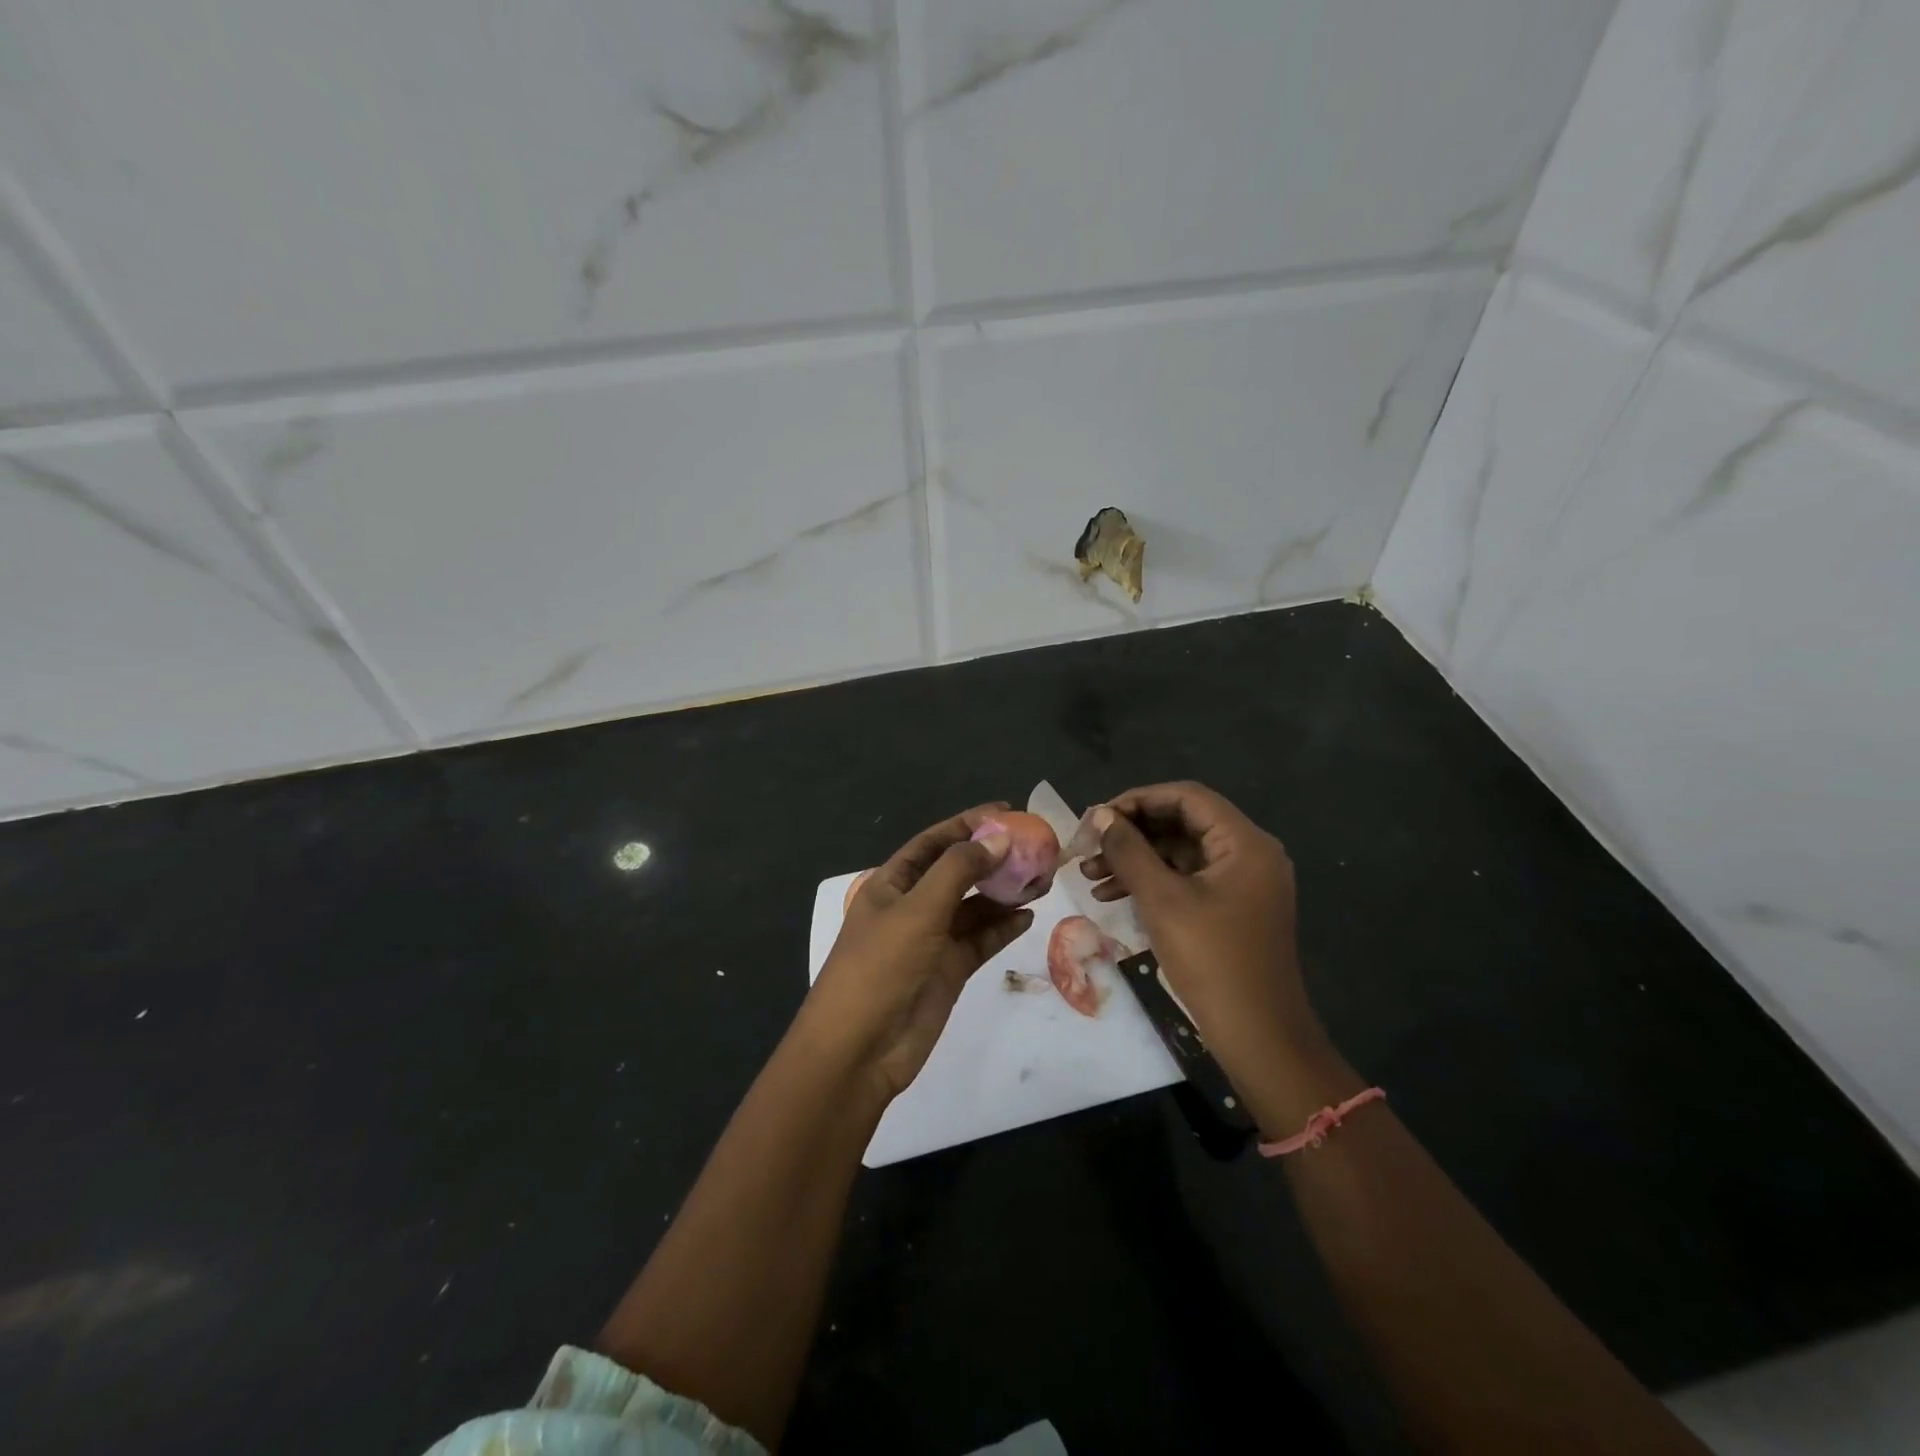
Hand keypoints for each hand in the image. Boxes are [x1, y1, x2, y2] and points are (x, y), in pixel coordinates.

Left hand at [800, 804, 1034, 1100]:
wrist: (858, 1050)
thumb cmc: (880, 967)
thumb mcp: (918, 910)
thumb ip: (959, 870)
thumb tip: (999, 837)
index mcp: (892, 883)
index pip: (933, 842)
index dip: (967, 824)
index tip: (1006, 810)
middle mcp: (912, 906)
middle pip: (957, 872)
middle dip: (992, 858)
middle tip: (1034, 847)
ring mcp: (931, 940)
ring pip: (974, 906)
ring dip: (1003, 892)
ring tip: (1040, 879)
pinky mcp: (948, 970)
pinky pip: (980, 940)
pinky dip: (1002, 928)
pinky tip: (1028, 916)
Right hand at [1080, 782, 1325, 1080]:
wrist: (1258, 1036)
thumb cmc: (1212, 960)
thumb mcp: (1162, 900)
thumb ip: (1129, 850)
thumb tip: (1099, 815)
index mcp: (1245, 843)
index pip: (1187, 797)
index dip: (1137, 800)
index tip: (1097, 817)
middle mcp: (1249, 854)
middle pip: (1182, 823)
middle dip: (1132, 833)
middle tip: (1089, 847)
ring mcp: (1243, 883)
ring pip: (1180, 853)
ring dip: (1135, 860)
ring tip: (1090, 876)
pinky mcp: (1232, 908)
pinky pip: (1187, 880)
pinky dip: (1152, 883)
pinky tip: (1112, 896)